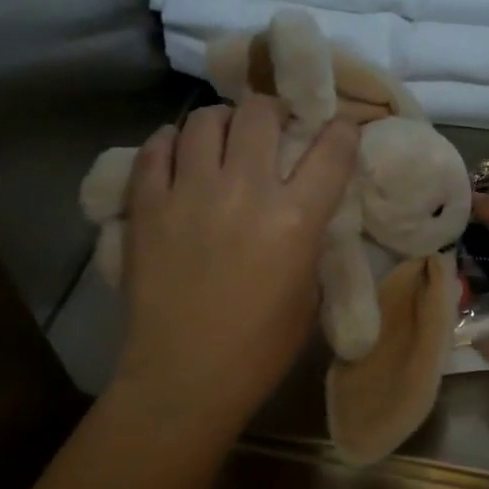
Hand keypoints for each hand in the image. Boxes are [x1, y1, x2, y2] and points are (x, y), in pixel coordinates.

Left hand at [112, 96, 358, 433]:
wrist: (184, 377)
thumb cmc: (259, 348)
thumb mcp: (308, 293)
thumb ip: (310, 238)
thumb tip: (305, 205)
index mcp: (295, 219)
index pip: (331, 148)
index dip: (340, 130)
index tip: (336, 130)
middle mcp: (245, 190)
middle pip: (260, 113)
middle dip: (273, 111)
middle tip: (272, 126)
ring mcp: (190, 193)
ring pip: (205, 119)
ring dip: (222, 122)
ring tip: (223, 138)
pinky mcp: (147, 205)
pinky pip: (156, 149)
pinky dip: (170, 143)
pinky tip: (177, 153)